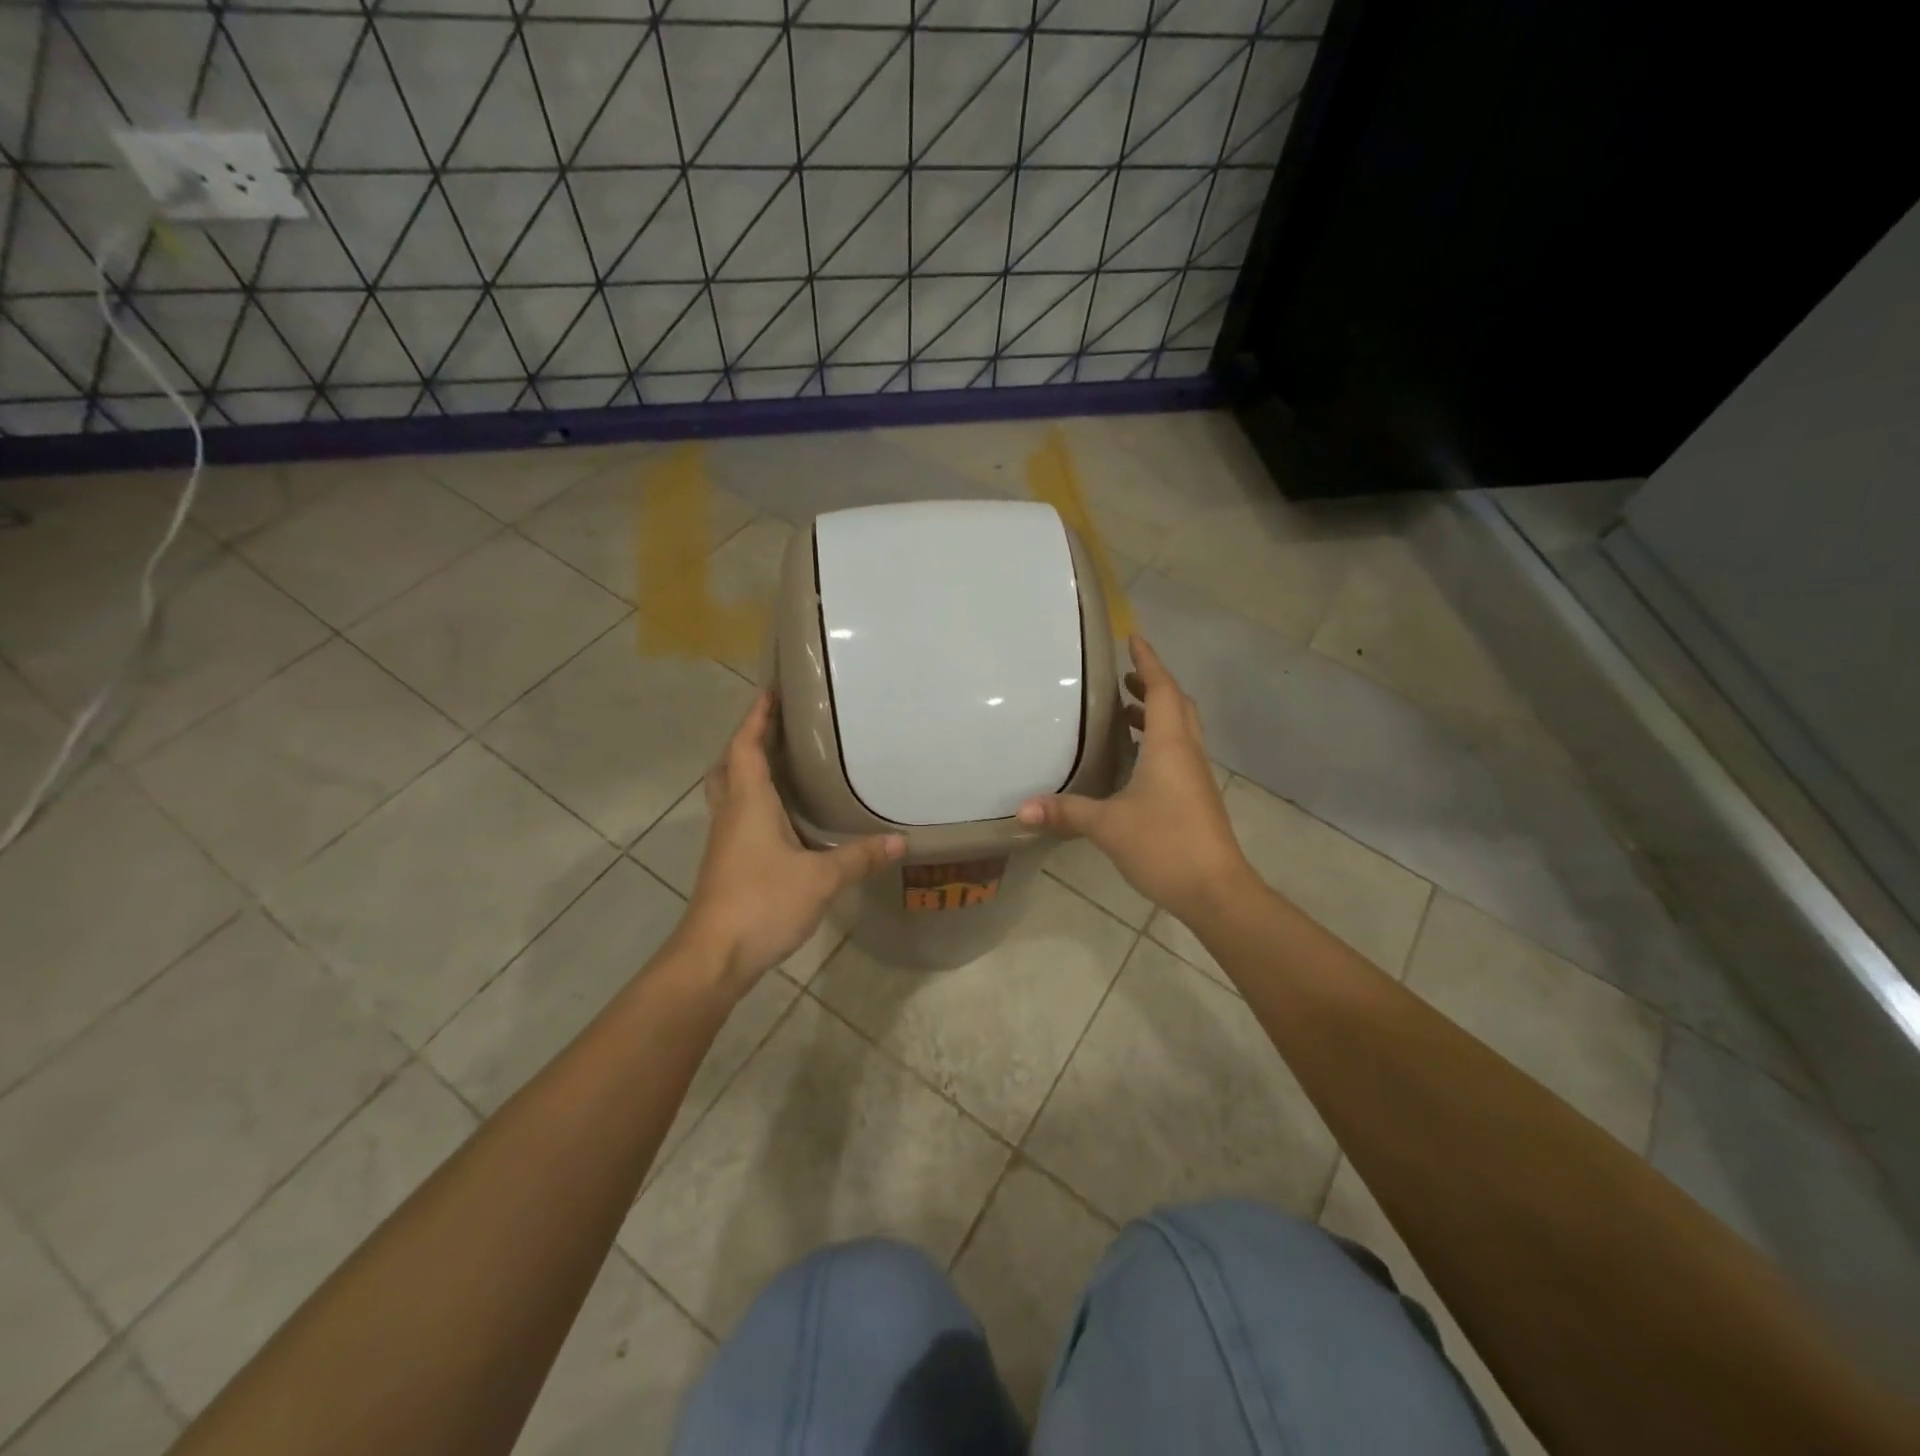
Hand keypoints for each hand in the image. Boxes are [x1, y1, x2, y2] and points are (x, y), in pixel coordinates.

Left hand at [680, 692, 904, 995]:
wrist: (713, 956)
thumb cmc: (762, 902)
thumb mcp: (820, 879)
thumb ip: (859, 857)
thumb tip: (899, 841)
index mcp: (748, 803)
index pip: (745, 748)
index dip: (755, 718)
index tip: (768, 692)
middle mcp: (731, 815)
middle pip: (728, 766)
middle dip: (746, 742)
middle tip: (774, 729)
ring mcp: (724, 841)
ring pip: (729, 793)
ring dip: (746, 772)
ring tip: (781, 765)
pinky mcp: (726, 864)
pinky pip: (737, 818)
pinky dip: (753, 803)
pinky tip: (780, 819)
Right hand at [1018, 636, 1249, 923]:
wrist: (1216, 890)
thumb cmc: (1165, 844)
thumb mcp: (1108, 826)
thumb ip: (1066, 812)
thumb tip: (1021, 809)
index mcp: (1170, 746)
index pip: (1162, 690)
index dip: (1148, 663)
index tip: (1134, 639)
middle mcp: (1186, 753)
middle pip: (1177, 705)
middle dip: (1153, 685)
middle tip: (1124, 678)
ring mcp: (1195, 777)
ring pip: (1179, 731)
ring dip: (1157, 714)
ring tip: (1125, 712)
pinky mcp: (1196, 798)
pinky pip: (1177, 754)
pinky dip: (1157, 742)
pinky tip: (1134, 761)